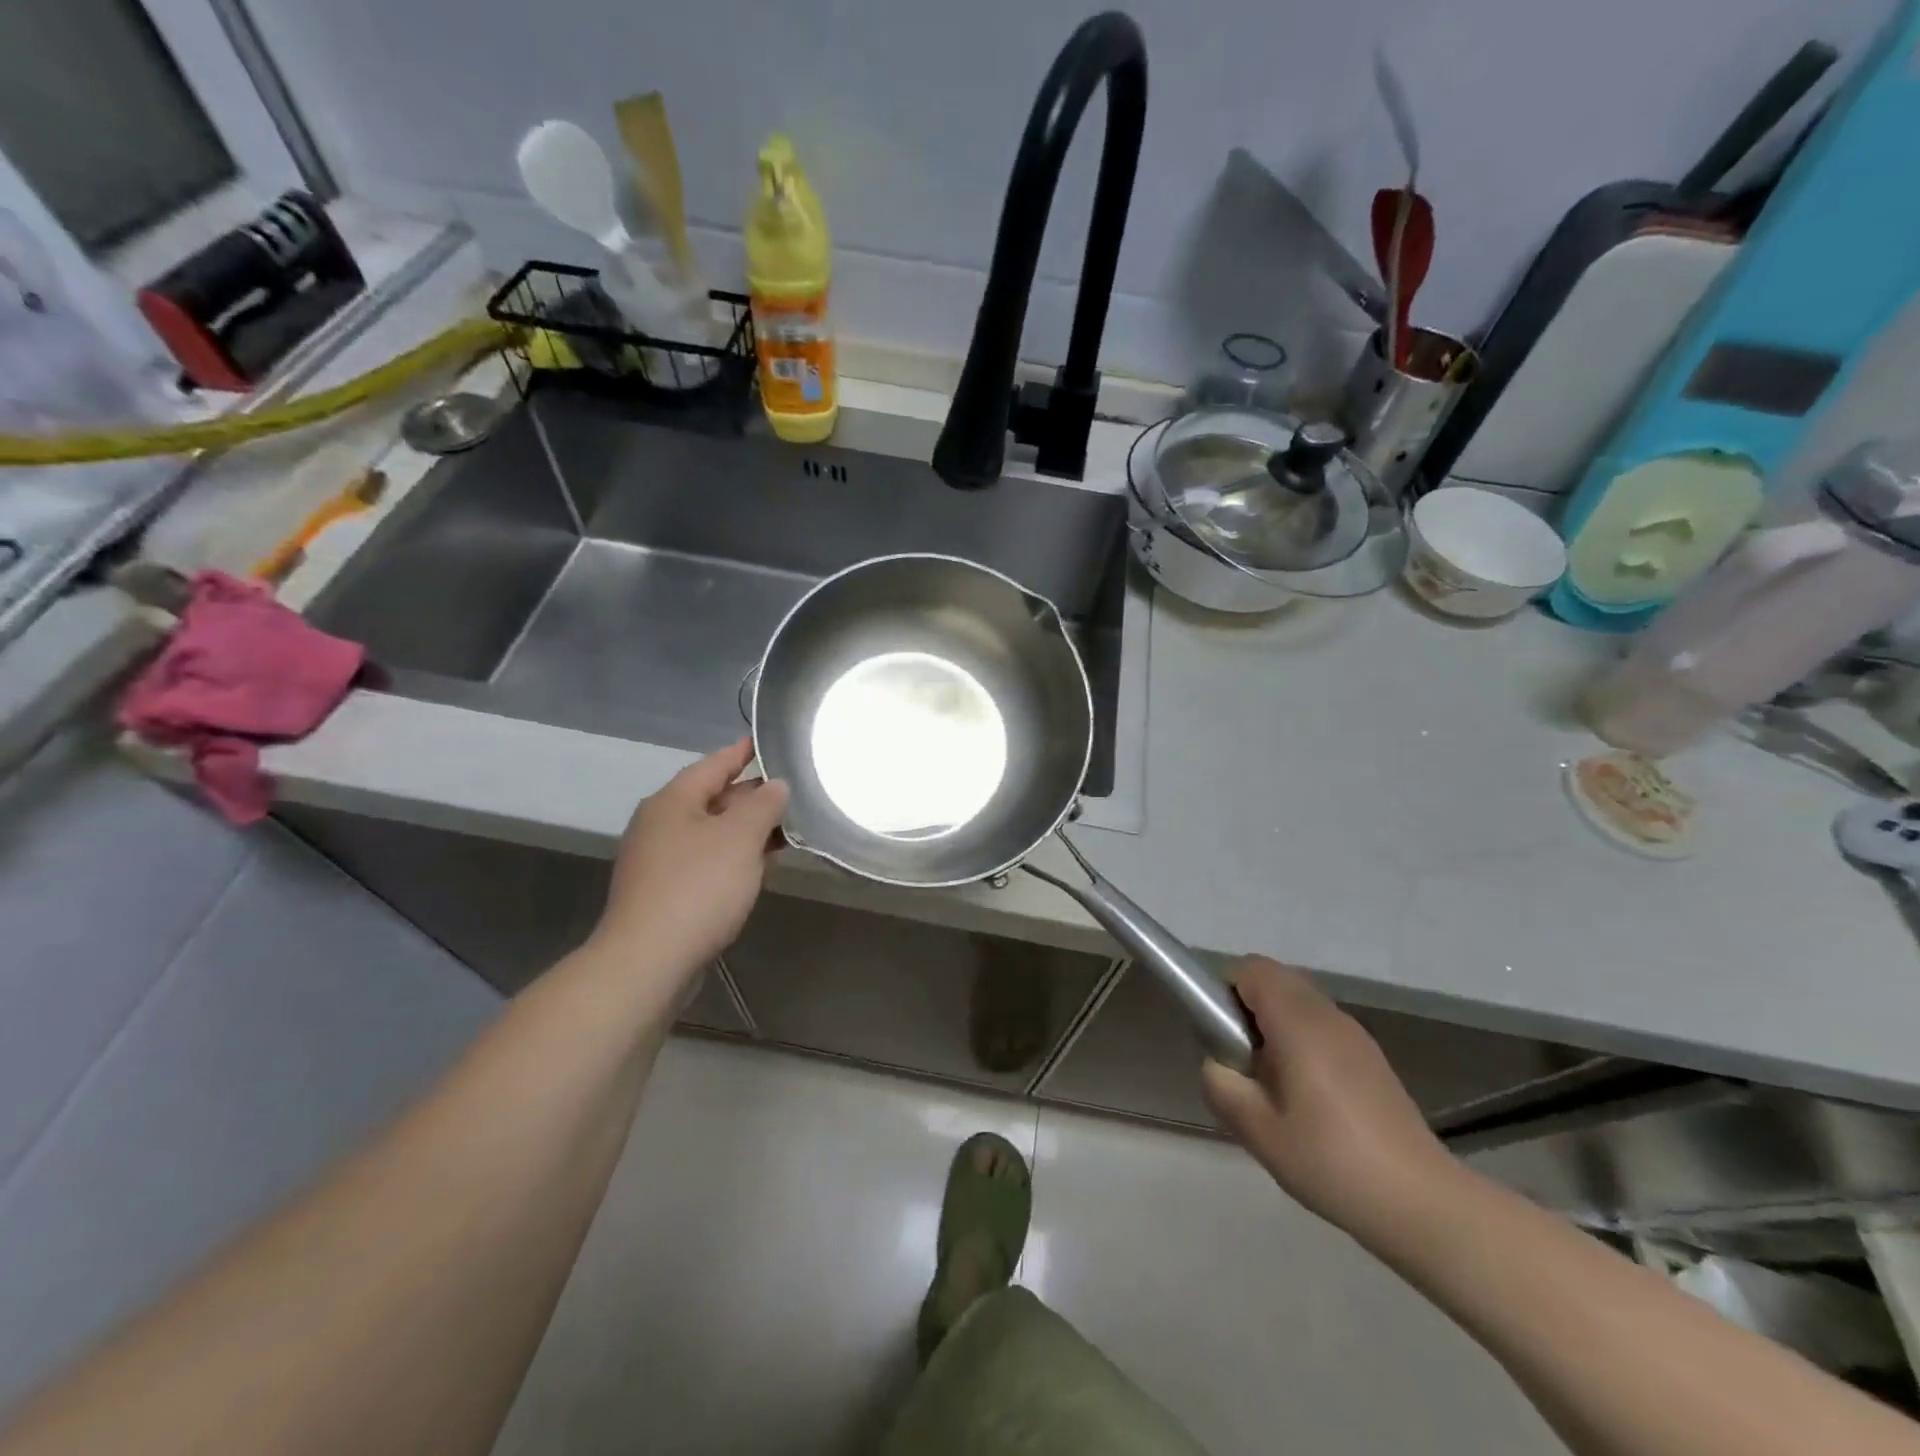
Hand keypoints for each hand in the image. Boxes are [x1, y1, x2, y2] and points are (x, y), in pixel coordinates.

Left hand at [590, 738, 788, 988]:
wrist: (648, 961)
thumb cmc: (697, 887)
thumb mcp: (740, 837)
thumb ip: (763, 805)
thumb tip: (775, 785)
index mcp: (673, 801)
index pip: (714, 764)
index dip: (743, 752)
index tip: (768, 742)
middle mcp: (660, 824)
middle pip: (713, 798)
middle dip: (752, 796)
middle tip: (793, 792)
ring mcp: (659, 860)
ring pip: (712, 833)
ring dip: (746, 831)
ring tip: (786, 830)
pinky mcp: (664, 893)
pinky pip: (706, 862)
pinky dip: (734, 858)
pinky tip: (758, 869)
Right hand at [1202, 958, 1455, 1238]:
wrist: (1421, 1203)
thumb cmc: (1332, 1161)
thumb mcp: (1258, 1130)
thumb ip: (1222, 1084)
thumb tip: (1217, 1062)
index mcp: (1299, 1023)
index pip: (1252, 970)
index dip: (1225, 991)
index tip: (1222, 1036)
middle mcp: (1328, 1015)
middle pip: (1275, 980)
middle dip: (1247, 1007)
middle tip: (1243, 1061)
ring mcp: (1354, 1034)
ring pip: (1298, 1002)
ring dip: (1274, 1024)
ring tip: (1274, 1084)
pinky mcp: (1370, 1056)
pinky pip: (1320, 1025)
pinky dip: (1301, 1040)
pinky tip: (1308, 1098)